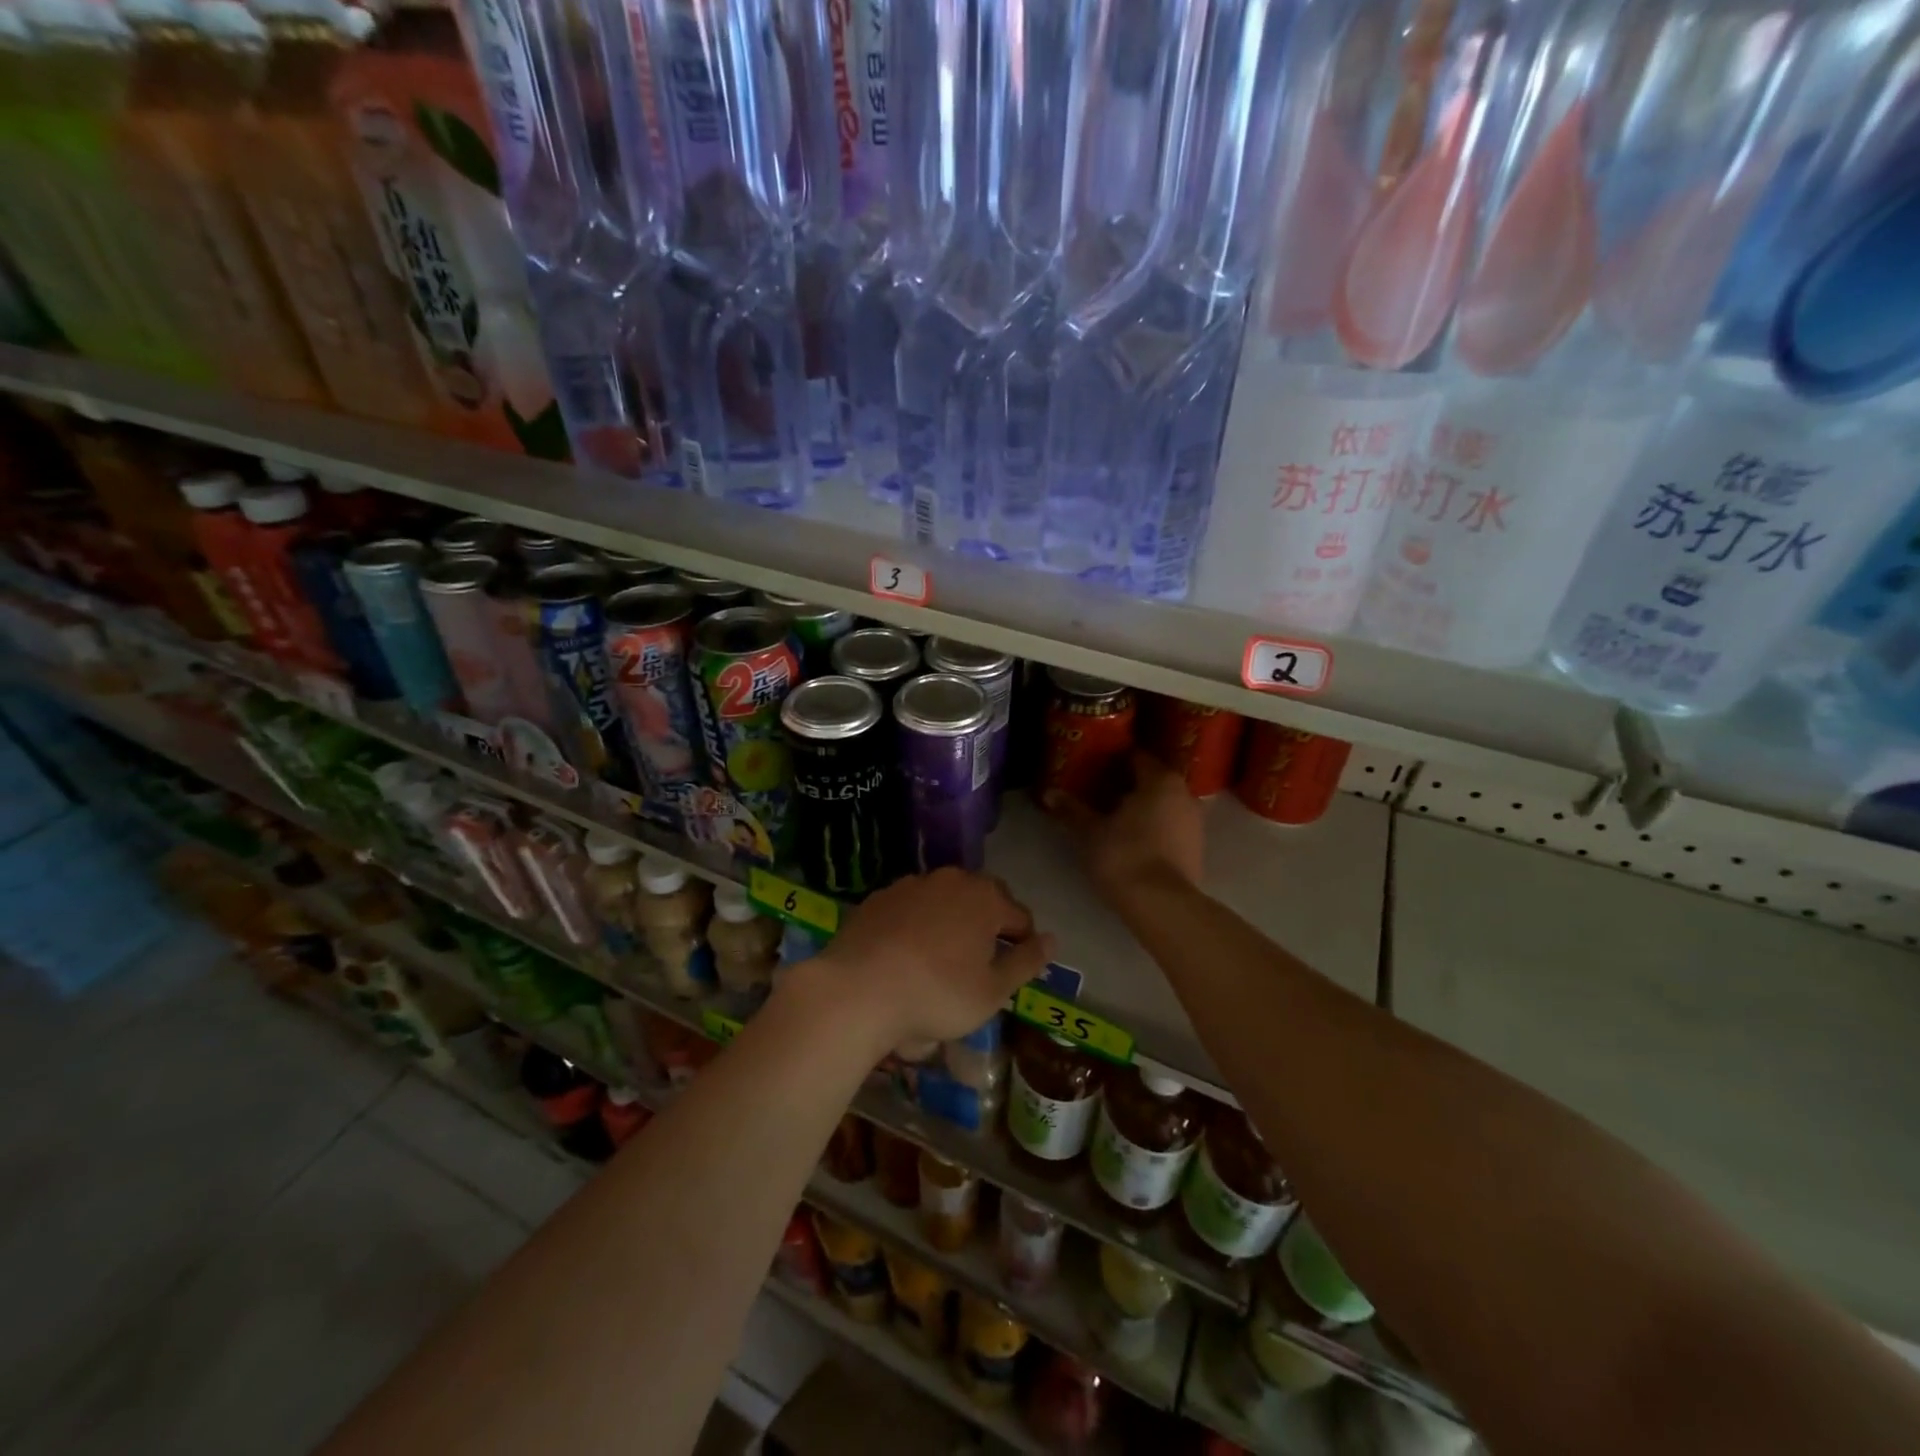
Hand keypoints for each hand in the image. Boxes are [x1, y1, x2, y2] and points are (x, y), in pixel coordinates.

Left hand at [806, 868, 1054, 1055]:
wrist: (858, 990)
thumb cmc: (937, 994)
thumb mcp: (993, 991)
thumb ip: (1026, 962)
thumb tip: (1051, 940)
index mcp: (985, 898)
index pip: (1019, 917)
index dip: (1024, 944)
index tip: (1015, 971)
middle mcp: (951, 880)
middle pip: (982, 901)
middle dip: (987, 927)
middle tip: (981, 964)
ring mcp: (910, 885)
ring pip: (944, 901)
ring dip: (950, 922)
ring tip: (941, 960)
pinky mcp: (878, 898)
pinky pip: (910, 909)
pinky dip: (916, 925)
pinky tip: (906, 955)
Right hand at [1050, 750, 1203, 899]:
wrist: (1162, 904)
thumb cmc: (1124, 855)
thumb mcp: (1089, 832)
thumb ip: (1071, 810)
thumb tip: (1049, 792)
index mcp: (1160, 780)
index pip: (1136, 757)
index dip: (1114, 760)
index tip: (1095, 767)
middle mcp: (1184, 794)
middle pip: (1152, 781)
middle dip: (1128, 785)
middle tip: (1100, 793)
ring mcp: (1195, 823)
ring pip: (1164, 805)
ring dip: (1143, 808)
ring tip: (1115, 819)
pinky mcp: (1197, 849)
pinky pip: (1172, 828)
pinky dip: (1155, 828)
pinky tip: (1134, 841)